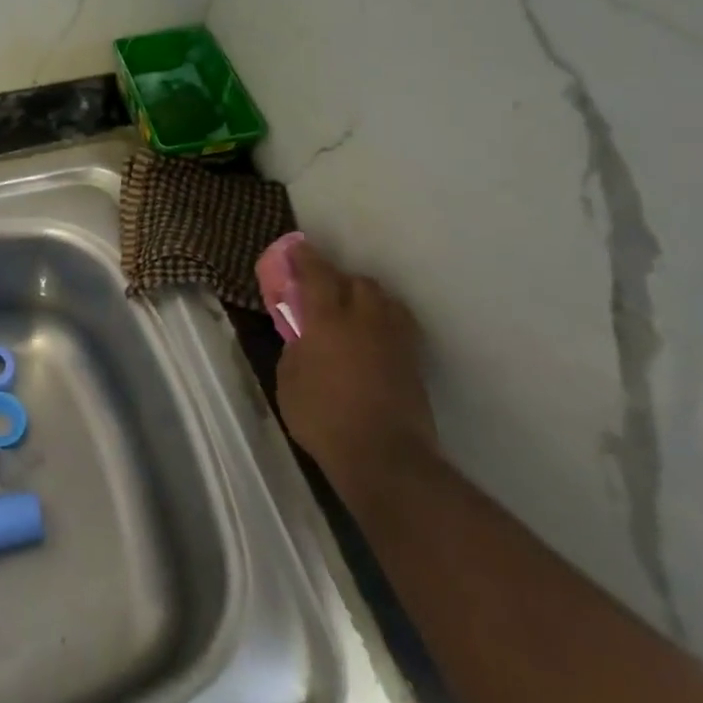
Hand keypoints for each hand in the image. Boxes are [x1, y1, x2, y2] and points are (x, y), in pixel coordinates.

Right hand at [273, 239, 439, 495]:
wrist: (384, 456)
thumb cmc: (323, 418)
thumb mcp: (289, 381)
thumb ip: (295, 350)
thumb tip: (303, 338)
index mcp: (329, 321)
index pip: (317, 275)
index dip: (306, 258)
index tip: (297, 247)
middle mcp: (366, 319)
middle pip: (357, 282)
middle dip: (339, 280)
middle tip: (323, 291)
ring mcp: (395, 339)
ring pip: (384, 300)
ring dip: (366, 298)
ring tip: (351, 311)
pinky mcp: (414, 360)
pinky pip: (398, 324)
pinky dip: (383, 320)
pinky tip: (373, 335)